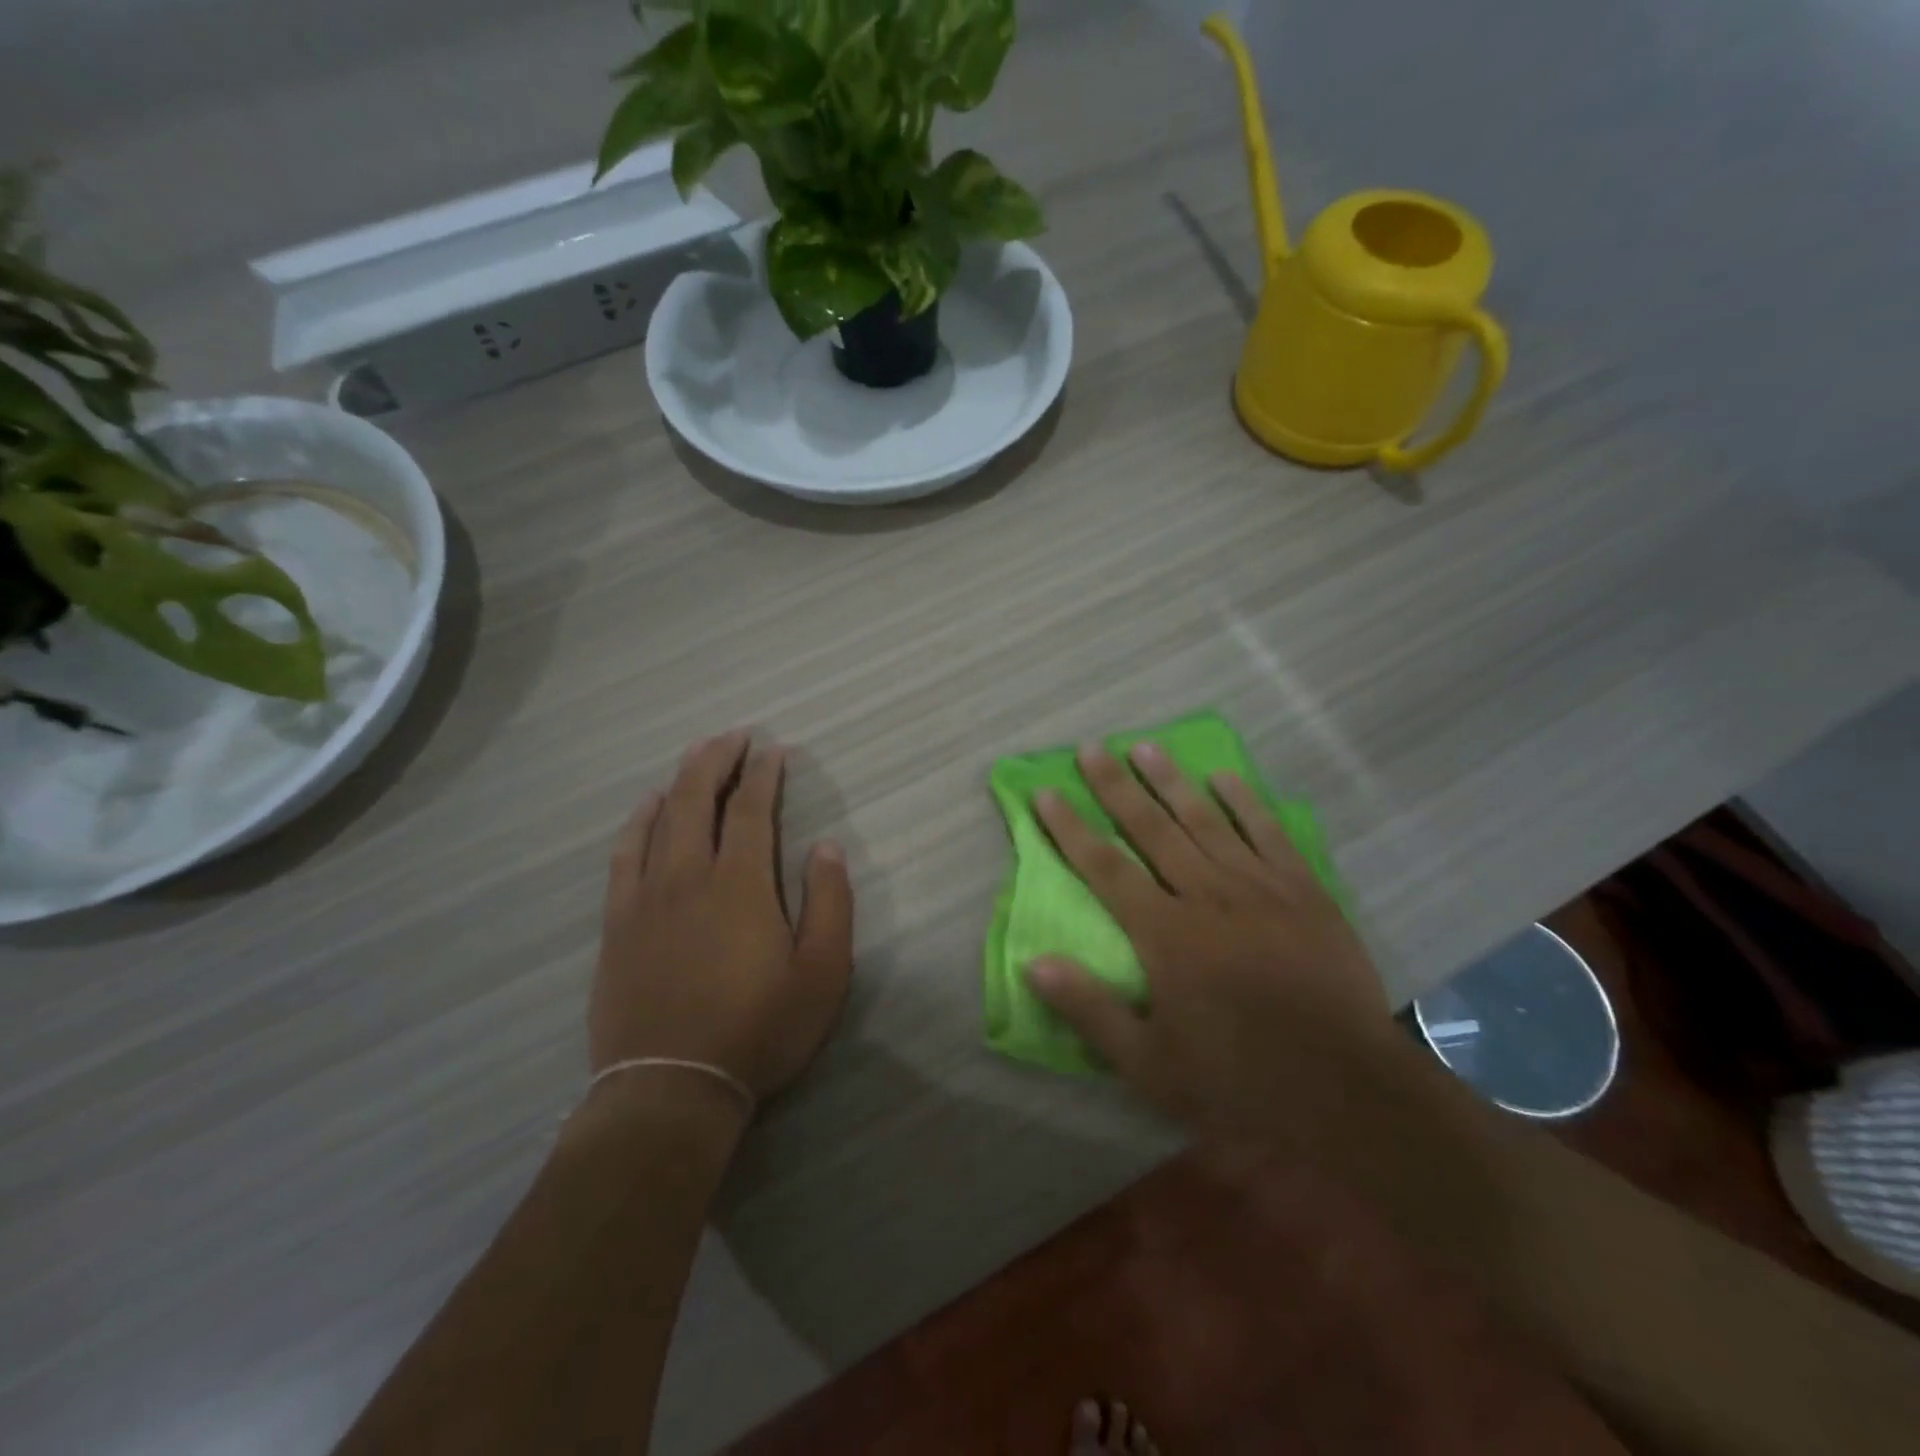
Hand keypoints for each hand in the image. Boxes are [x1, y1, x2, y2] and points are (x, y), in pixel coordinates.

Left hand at [590, 731, 854, 1099]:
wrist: (672, 1087)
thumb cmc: (759, 1029)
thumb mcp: (823, 973)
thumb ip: (830, 903)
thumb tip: (826, 846)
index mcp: (741, 883)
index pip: (751, 810)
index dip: (764, 775)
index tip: (774, 751)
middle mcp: (688, 875)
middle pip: (697, 799)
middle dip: (717, 760)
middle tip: (734, 737)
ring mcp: (645, 897)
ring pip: (659, 819)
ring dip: (680, 780)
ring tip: (696, 755)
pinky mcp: (618, 923)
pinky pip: (624, 855)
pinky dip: (638, 822)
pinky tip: (648, 807)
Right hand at [1024, 741, 1395, 1134]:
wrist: (1348, 1090)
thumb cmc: (1238, 1081)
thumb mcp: (1149, 1066)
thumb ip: (1089, 1010)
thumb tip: (1034, 962)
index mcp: (1165, 934)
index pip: (1105, 867)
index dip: (1071, 828)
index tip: (1047, 791)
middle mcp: (1206, 895)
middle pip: (1150, 829)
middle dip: (1116, 787)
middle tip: (1092, 748)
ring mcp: (1259, 888)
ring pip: (1205, 820)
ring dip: (1171, 782)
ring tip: (1145, 747)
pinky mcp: (1304, 892)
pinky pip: (1268, 834)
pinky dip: (1245, 802)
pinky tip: (1225, 777)